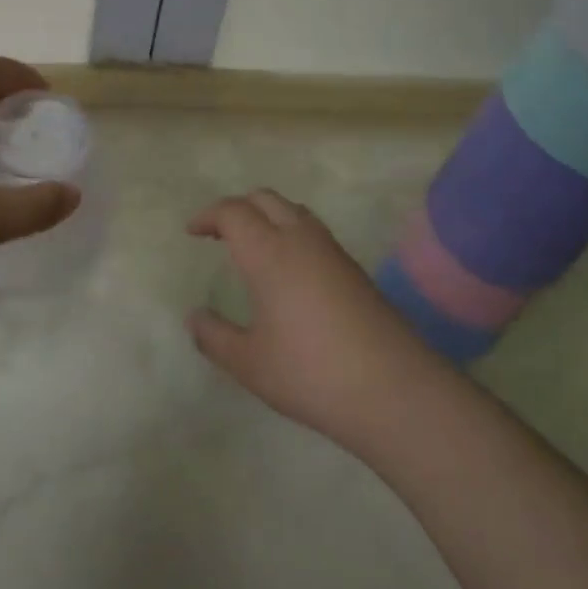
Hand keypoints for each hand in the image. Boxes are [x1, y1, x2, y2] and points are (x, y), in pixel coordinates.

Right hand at [187, 189, 451, 451]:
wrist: (394, 389)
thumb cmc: (311, 373)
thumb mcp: (251, 364)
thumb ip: (215, 338)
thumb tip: (195, 317)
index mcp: (268, 252)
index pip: (233, 212)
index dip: (209, 216)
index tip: (192, 231)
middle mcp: (300, 239)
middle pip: (264, 199)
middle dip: (237, 208)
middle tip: (219, 232)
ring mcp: (332, 251)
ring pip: (293, 210)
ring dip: (267, 215)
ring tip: (252, 244)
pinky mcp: (353, 268)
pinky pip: (313, 231)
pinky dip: (290, 231)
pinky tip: (289, 269)